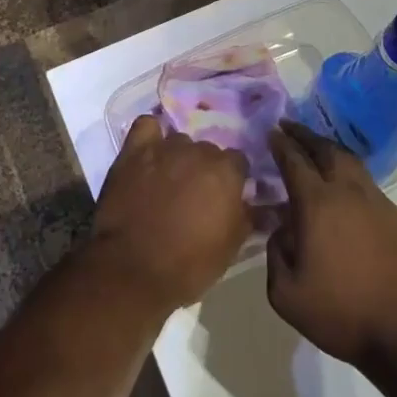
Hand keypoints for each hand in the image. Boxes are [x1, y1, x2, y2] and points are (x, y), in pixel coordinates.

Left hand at [91, 115, 251, 314]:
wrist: (132, 270)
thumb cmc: (188, 264)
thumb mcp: (231, 247)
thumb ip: (248, 217)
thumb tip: (264, 205)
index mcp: (226, 172)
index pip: (238, 161)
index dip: (233, 178)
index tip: (225, 196)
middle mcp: (198, 151)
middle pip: (208, 150)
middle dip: (205, 168)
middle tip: (195, 193)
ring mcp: (164, 148)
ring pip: (179, 141)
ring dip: (178, 157)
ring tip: (168, 180)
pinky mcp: (133, 152)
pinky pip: (146, 127)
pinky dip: (150, 136)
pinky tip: (149, 152)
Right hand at [265, 121, 396, 369]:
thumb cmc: (343, 314)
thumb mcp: (287, 295)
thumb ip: (276, 253)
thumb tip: (283, 229)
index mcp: (317, 204)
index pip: (294, 161)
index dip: (280, 144)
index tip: (270, 132)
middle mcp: (348, 192)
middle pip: (326, 150)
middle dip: (305, 135)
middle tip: (290, 127)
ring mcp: (378, 202)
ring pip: (351, 162)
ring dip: (330, 150)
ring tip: (316, 149)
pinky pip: (367, 184)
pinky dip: (349, 174)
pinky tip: (344, 189)